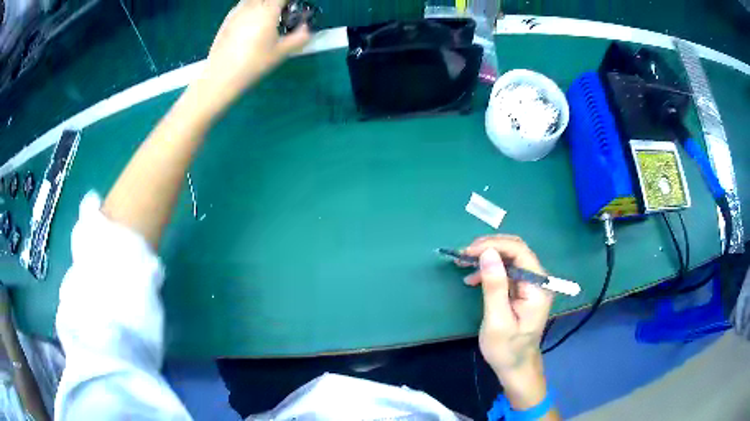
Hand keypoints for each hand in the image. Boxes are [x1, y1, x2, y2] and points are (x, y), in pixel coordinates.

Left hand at [193, 0, 309, 110]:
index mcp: (268, 10)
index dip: (289, 1)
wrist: (221, 75)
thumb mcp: (281, 52)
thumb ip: (299, 37)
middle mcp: (252, 6)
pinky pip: (243, 5)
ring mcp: (237, 11)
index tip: (294, 5)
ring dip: (263, 3)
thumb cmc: (253, 63)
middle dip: (277, 2)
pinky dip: (251, 7)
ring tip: (268, 15)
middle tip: (282, 11)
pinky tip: (252, 21)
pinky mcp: (227, 19)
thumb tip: (306, 28)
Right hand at [463, 236, 553, 408]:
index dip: (493, 245)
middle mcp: (538, 280)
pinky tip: (473, 278)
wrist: (516, 367)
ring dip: (487, 257)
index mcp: (538, 286)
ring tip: (463, 263)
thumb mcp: (497, 320)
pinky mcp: (523, 290)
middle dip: (489, 248)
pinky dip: (489, 270)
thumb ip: (494, 286)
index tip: (467, 252)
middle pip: (516, 250)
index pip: (519, 251)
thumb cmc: (506, 349)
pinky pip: (507, 270)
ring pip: (510, 258)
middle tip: (463, 255)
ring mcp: (531, 284)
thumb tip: (487, 253)